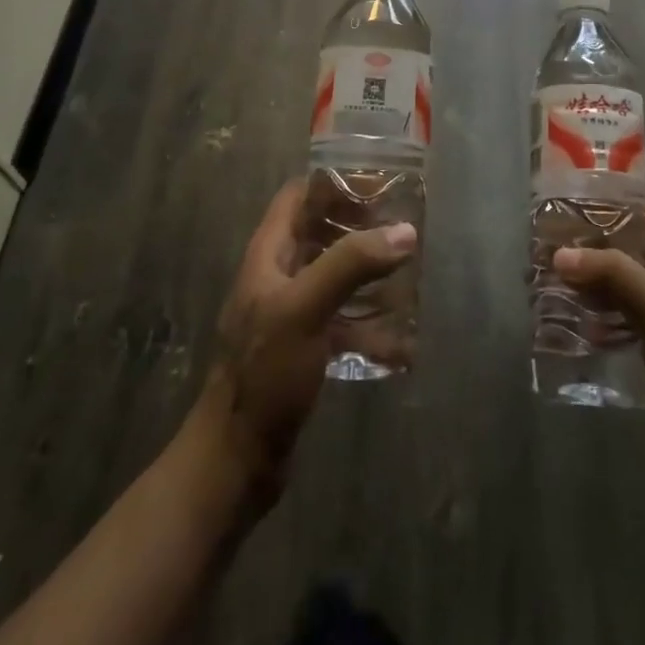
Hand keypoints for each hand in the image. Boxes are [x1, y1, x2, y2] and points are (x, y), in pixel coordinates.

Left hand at [189, 180, 416, 501]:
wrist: (236, 461)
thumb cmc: (265, 373)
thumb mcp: (306, 309)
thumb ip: (351, 265)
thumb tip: (404, 231)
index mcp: (268, 254)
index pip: (298, 196)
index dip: (334, 183)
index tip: (379, 186)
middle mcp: (278, 276)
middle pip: (320, 233)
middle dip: (360, 227)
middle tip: (403, 228)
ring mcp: (290, 314)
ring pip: (334, 276)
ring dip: (368, 273)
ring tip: (408, 274)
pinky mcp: (304, 349)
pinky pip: (341, 321)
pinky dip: (368, 324)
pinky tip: (400, 340)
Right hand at [555, 200, 644, 492]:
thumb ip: (615, 276)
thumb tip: (561, 253)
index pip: (637, 204)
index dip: (603, 193)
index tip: (560, 194)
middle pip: (621, 238)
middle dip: (584, 235)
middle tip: (540, 239)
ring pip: (616, 273)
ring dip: (585, 271)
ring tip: (542, 273)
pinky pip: (617, 308)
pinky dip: (593, 305)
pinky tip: (565, 317)